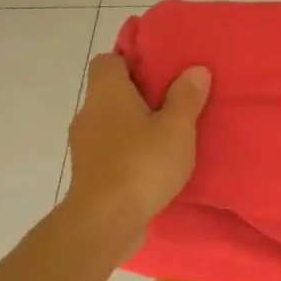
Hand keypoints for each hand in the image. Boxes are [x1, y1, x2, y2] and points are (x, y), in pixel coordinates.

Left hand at [63, 54, 209, 254]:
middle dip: (139, 96)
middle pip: (111, 93)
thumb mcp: (176, 128)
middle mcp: (89, 113)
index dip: (133, 61)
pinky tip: (153, 166)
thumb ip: (186, 98)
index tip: (161, 72)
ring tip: (167, 138)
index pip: (109, 60)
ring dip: (134, 128)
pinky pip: (111, 151)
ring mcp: (85, 146)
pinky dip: (129, 153)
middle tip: (174, 104)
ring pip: (111, 124)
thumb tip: (195, 69)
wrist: (105, 221)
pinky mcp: (90, 173)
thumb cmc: (142, 164)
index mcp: (106, 92)